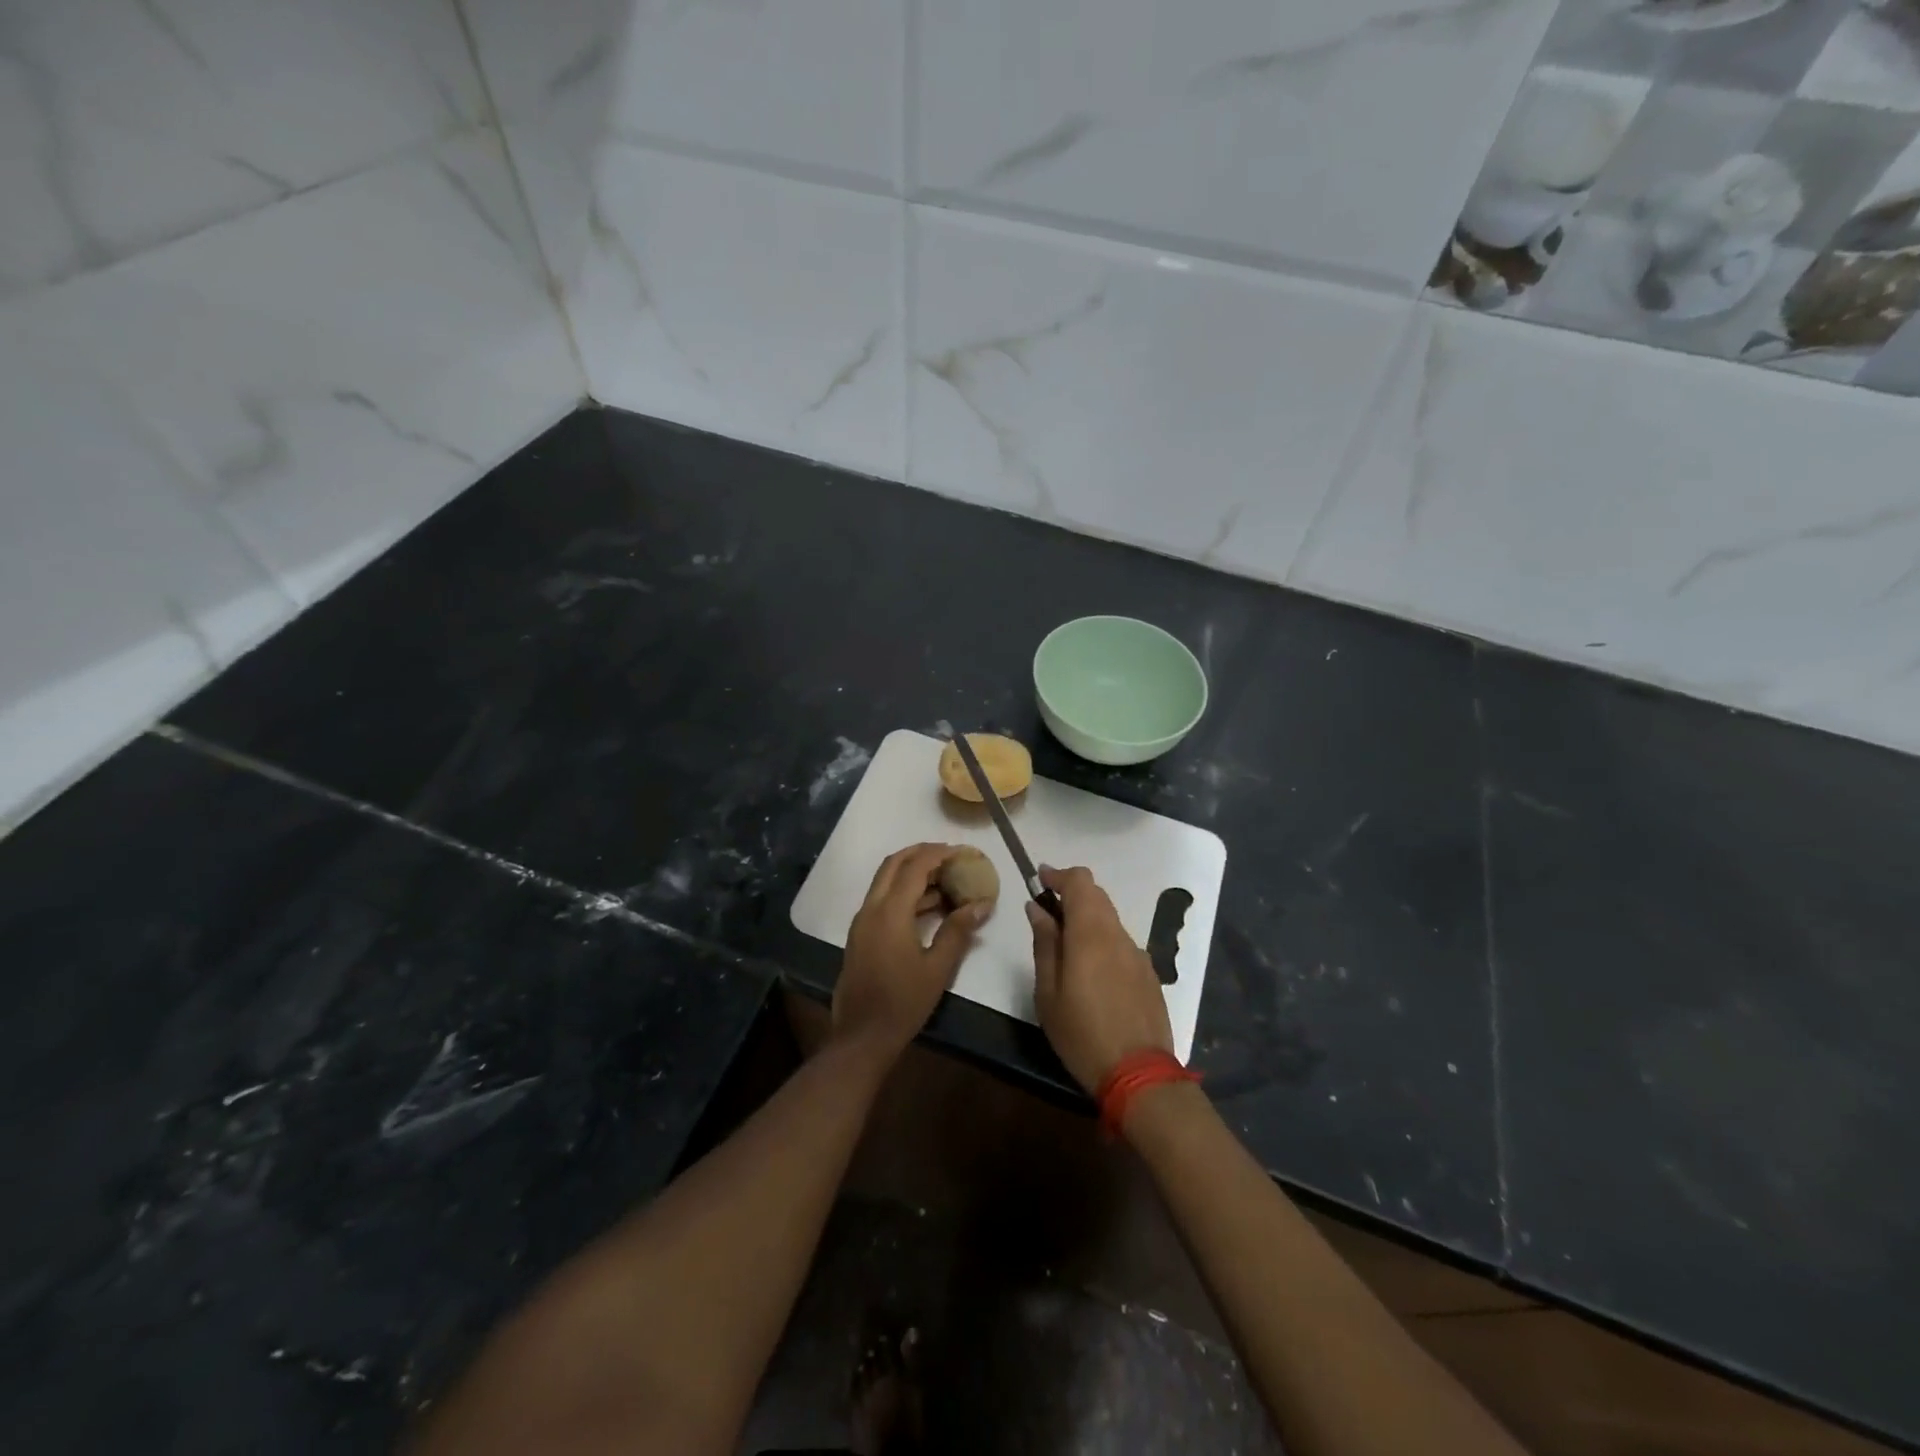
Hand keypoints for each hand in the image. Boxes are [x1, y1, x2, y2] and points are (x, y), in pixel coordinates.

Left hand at [833, 843, 988, 1060]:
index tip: (962, 851)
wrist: (862, 1036)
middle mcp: (871, 909)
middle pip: (893, 865)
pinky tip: (928, 907)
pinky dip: (902, 892)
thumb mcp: (938, 968)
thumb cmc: (903, 1002)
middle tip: (948, 855)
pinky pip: (881, 900)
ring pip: (885, 881)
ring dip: (911, 873)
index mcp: (890, 912)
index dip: (939, 854)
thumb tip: (982, 904)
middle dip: (920, 853)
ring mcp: (862, 922)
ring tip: (945, 880)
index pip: (915, 867)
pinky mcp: (860, 935)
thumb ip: (958, 931)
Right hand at [1028, 866, 1173, 1094]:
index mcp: (1091, 933)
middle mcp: (1118, 935)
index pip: (1080, 881)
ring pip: (1110, 920)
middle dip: (1072, 895)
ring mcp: (1138, 954)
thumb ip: (1045, 944)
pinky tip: (1092, 974)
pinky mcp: (1149, 974)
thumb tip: (1037, 908)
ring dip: (1087, 919)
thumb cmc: (1082, 1033)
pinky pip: (1121, 944)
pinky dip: (1103, 941)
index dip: (1059, 875)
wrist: (1139, 1074)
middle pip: (1097, 896)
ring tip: (1066, 948)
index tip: (1039, 880)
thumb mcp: (1048, 992)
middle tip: (1047, 914)